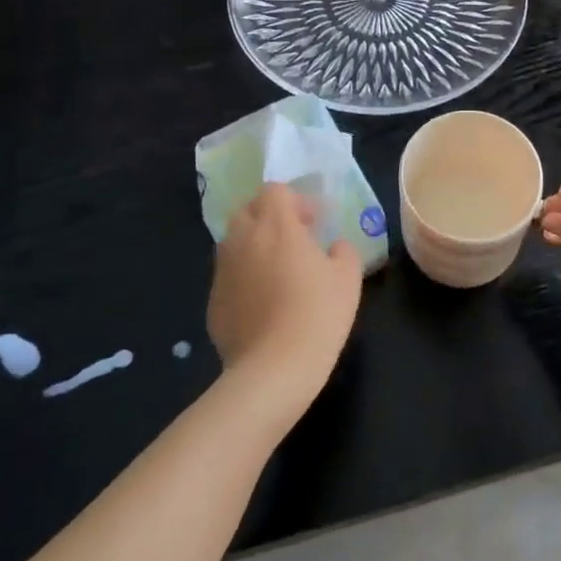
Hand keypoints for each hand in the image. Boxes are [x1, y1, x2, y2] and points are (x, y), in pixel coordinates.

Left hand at [207, 184, 362, 413]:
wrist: (274, 369)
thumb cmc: (317, 314)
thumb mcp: (348, 278)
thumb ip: (343, 251)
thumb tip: (334, 247)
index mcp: (275, 225)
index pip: (274, 190)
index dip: (294, 200)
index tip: (313, 223)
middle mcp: (242, 239)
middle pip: (247, 210)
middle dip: (268, 217)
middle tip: (293, 240)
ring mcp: (223, 270)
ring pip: (234, 242)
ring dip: (254, 246)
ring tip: (277, 272)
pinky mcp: (212, 300)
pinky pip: (228, 276)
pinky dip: (243, 278)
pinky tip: (262, 304)